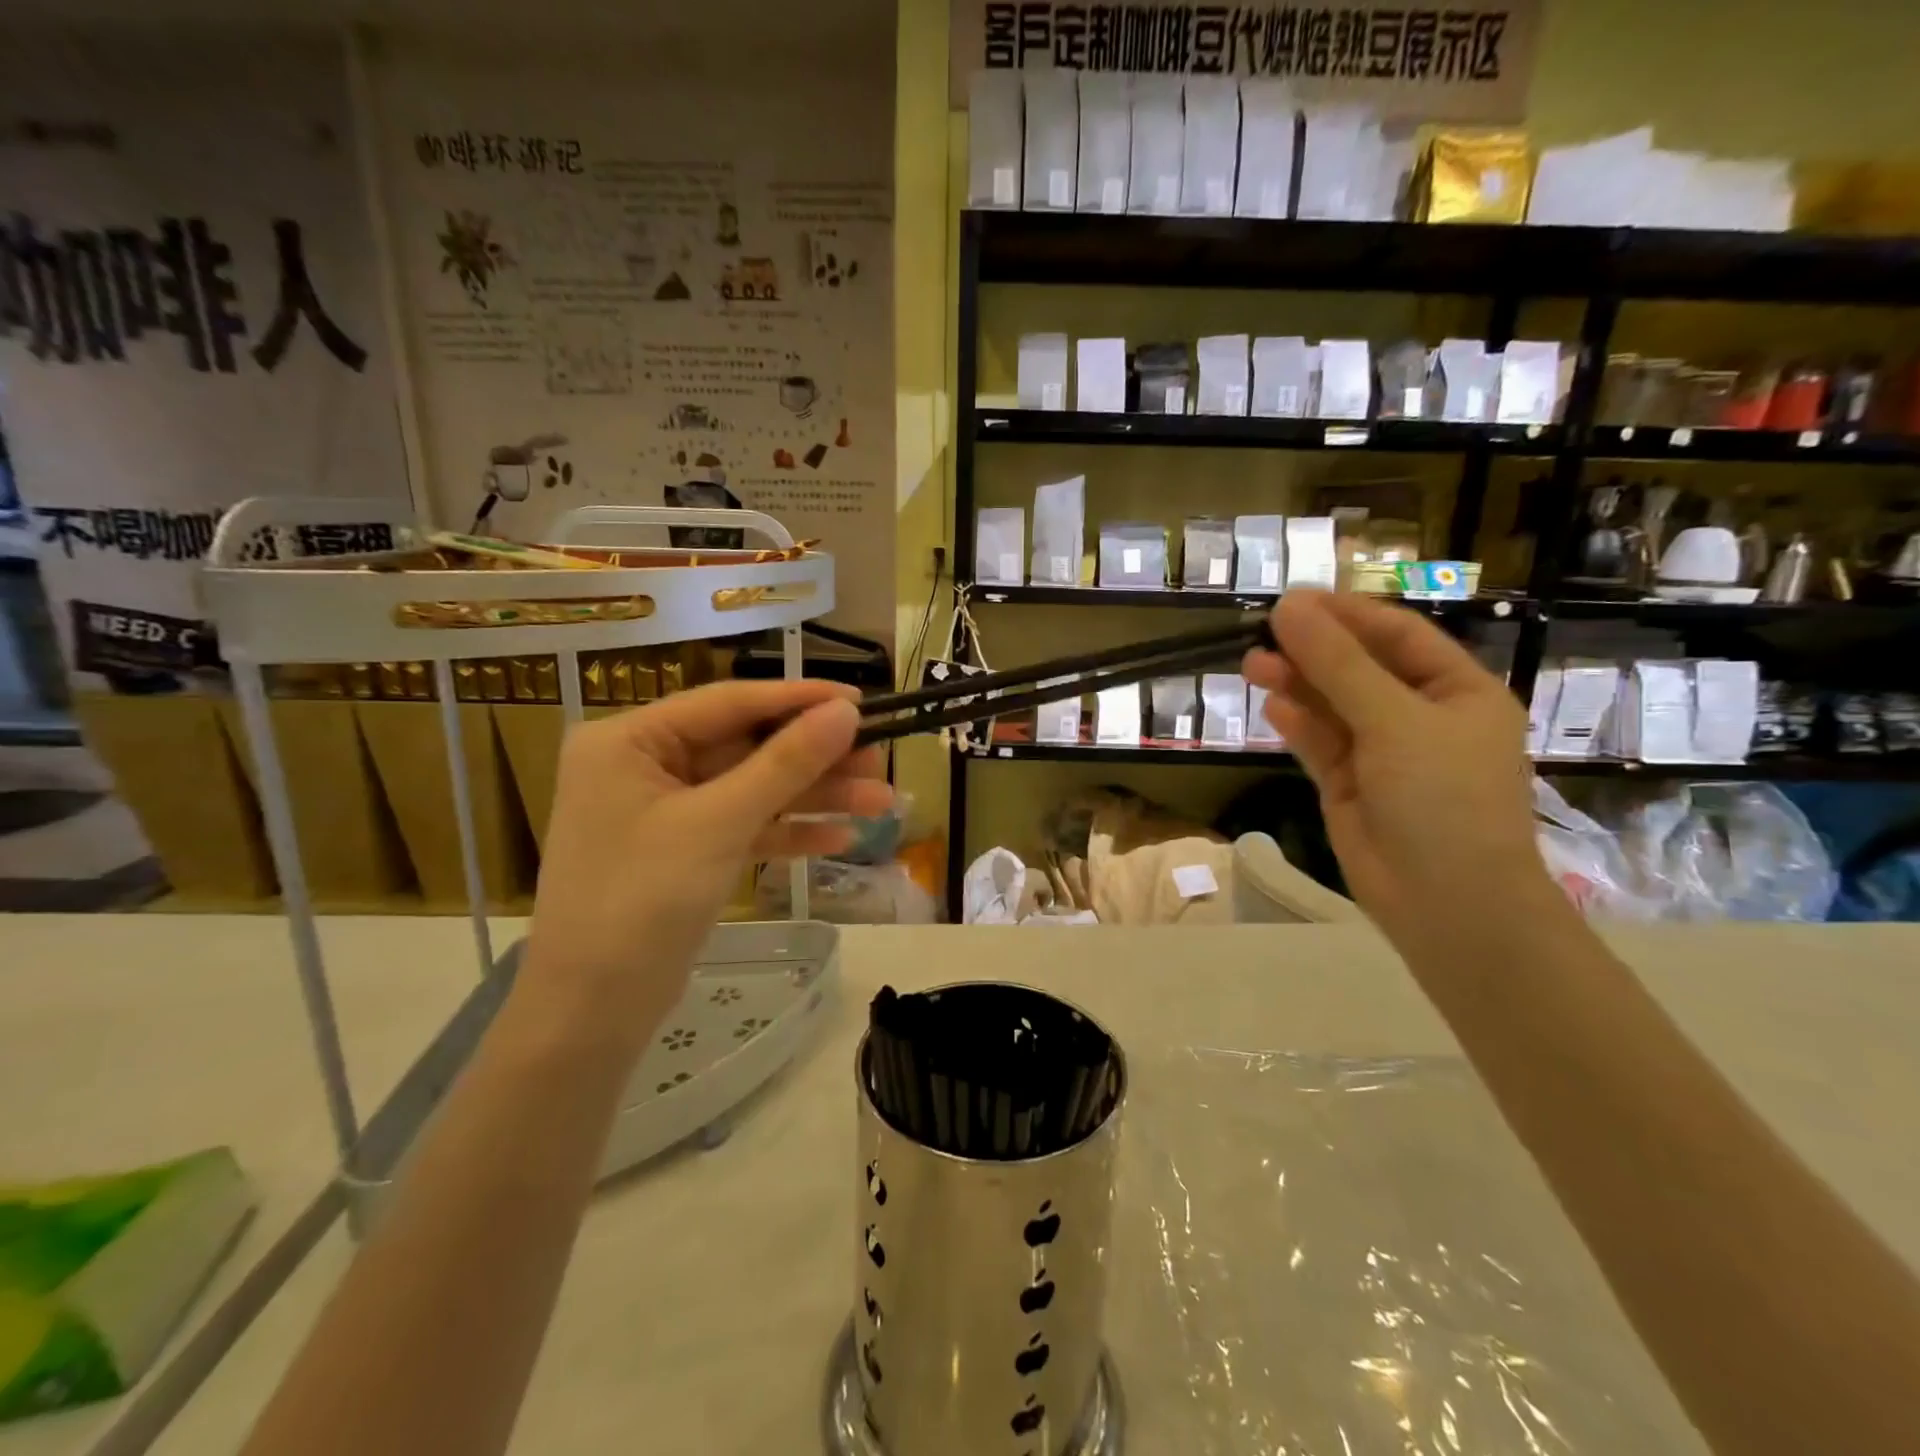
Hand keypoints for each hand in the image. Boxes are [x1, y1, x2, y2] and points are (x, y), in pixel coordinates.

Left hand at [524, 680, 889, 1034]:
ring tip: (882, 803)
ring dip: (815, 797)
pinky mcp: (685, 851)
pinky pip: (745, 827)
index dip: (799, 700)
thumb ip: (785, 763)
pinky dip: (789, 832)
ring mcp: (666, 811)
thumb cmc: (641, 902)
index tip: (862, 700)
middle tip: (880, 761)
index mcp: (630, 740)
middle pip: (747, 747)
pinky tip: (842, 838)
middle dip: (816, 760)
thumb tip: (847, 712)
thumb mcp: (718, 824)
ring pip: (753, 789)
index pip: (728, 702)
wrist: (591, 1013)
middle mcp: (645, 765)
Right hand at [1242, 591, 1555, 954]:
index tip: (1293, 600)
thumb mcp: (1394, 721)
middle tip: (1262, 632)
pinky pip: (1320, 743)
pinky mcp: (1349, 784)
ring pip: (1332, 705)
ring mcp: (1383, 752)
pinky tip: (1272, 706)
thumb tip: (1288, 607)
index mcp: (1457, 692)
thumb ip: (1337, 664)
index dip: (1346, 614)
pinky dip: (1297, 724)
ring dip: (1296, 683)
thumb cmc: (1443, 799)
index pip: (1398, 635)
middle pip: (1359, 667)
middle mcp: (1421, 716)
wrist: (1447, 903)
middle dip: (1313, 650)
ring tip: (1252, 664)